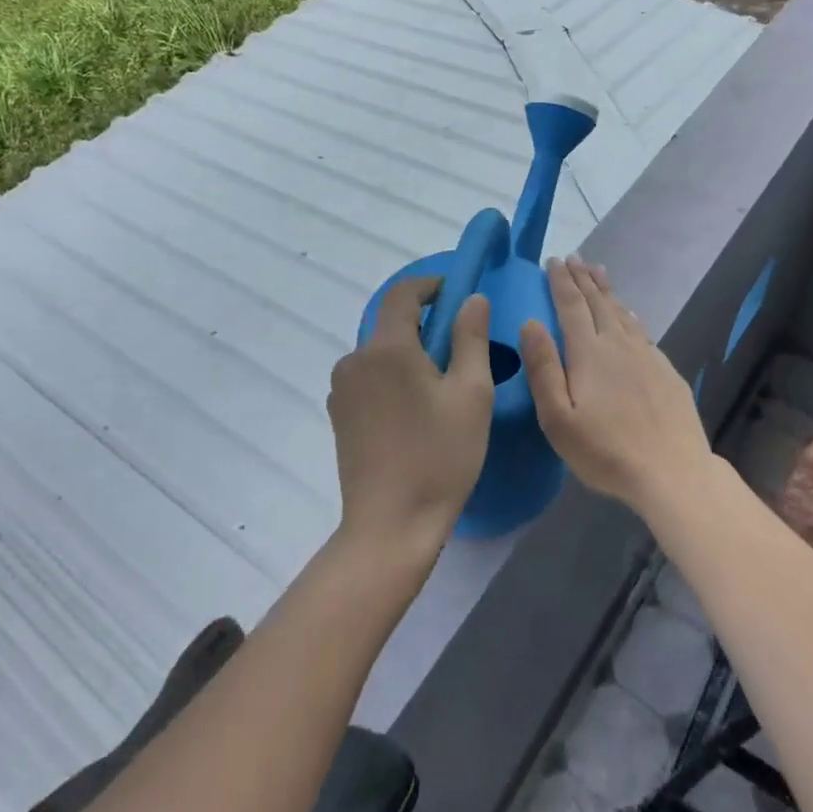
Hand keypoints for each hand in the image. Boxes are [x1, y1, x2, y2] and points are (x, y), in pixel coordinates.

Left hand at [327, 276, 493, 555]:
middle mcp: (355, 360)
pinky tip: (415, 409)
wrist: (390, 525)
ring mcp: (342, 390)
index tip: (457, 292)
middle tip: (461, 346)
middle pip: (390, 324)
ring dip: (408, 354)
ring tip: (442, 383)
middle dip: (424, 324)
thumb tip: (472, 299)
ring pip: (380, 353)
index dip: (430, 285)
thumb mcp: (471, 393)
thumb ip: (471, 337)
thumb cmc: (440, 456)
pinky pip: (369, 379)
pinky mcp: (339, 416)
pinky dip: (392, 377)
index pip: (402, 294)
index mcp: (386, 348)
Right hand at [520, 258, 713, 509]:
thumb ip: (543, 368)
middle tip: (574, 257)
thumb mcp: (558, 418)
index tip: (553, 261)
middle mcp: (618, 344)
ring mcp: (646, 355)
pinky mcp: (665, 370)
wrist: (672, 471)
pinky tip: (629, 313)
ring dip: (607, 290)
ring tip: (598, 271)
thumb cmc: (605, 451)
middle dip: (583, 278)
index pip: (571, 305)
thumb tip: (530, 322)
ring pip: (622, 312)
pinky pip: (641, 329)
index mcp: (589, 352)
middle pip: (598, 302)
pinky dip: (629, 313)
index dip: (561, 281)